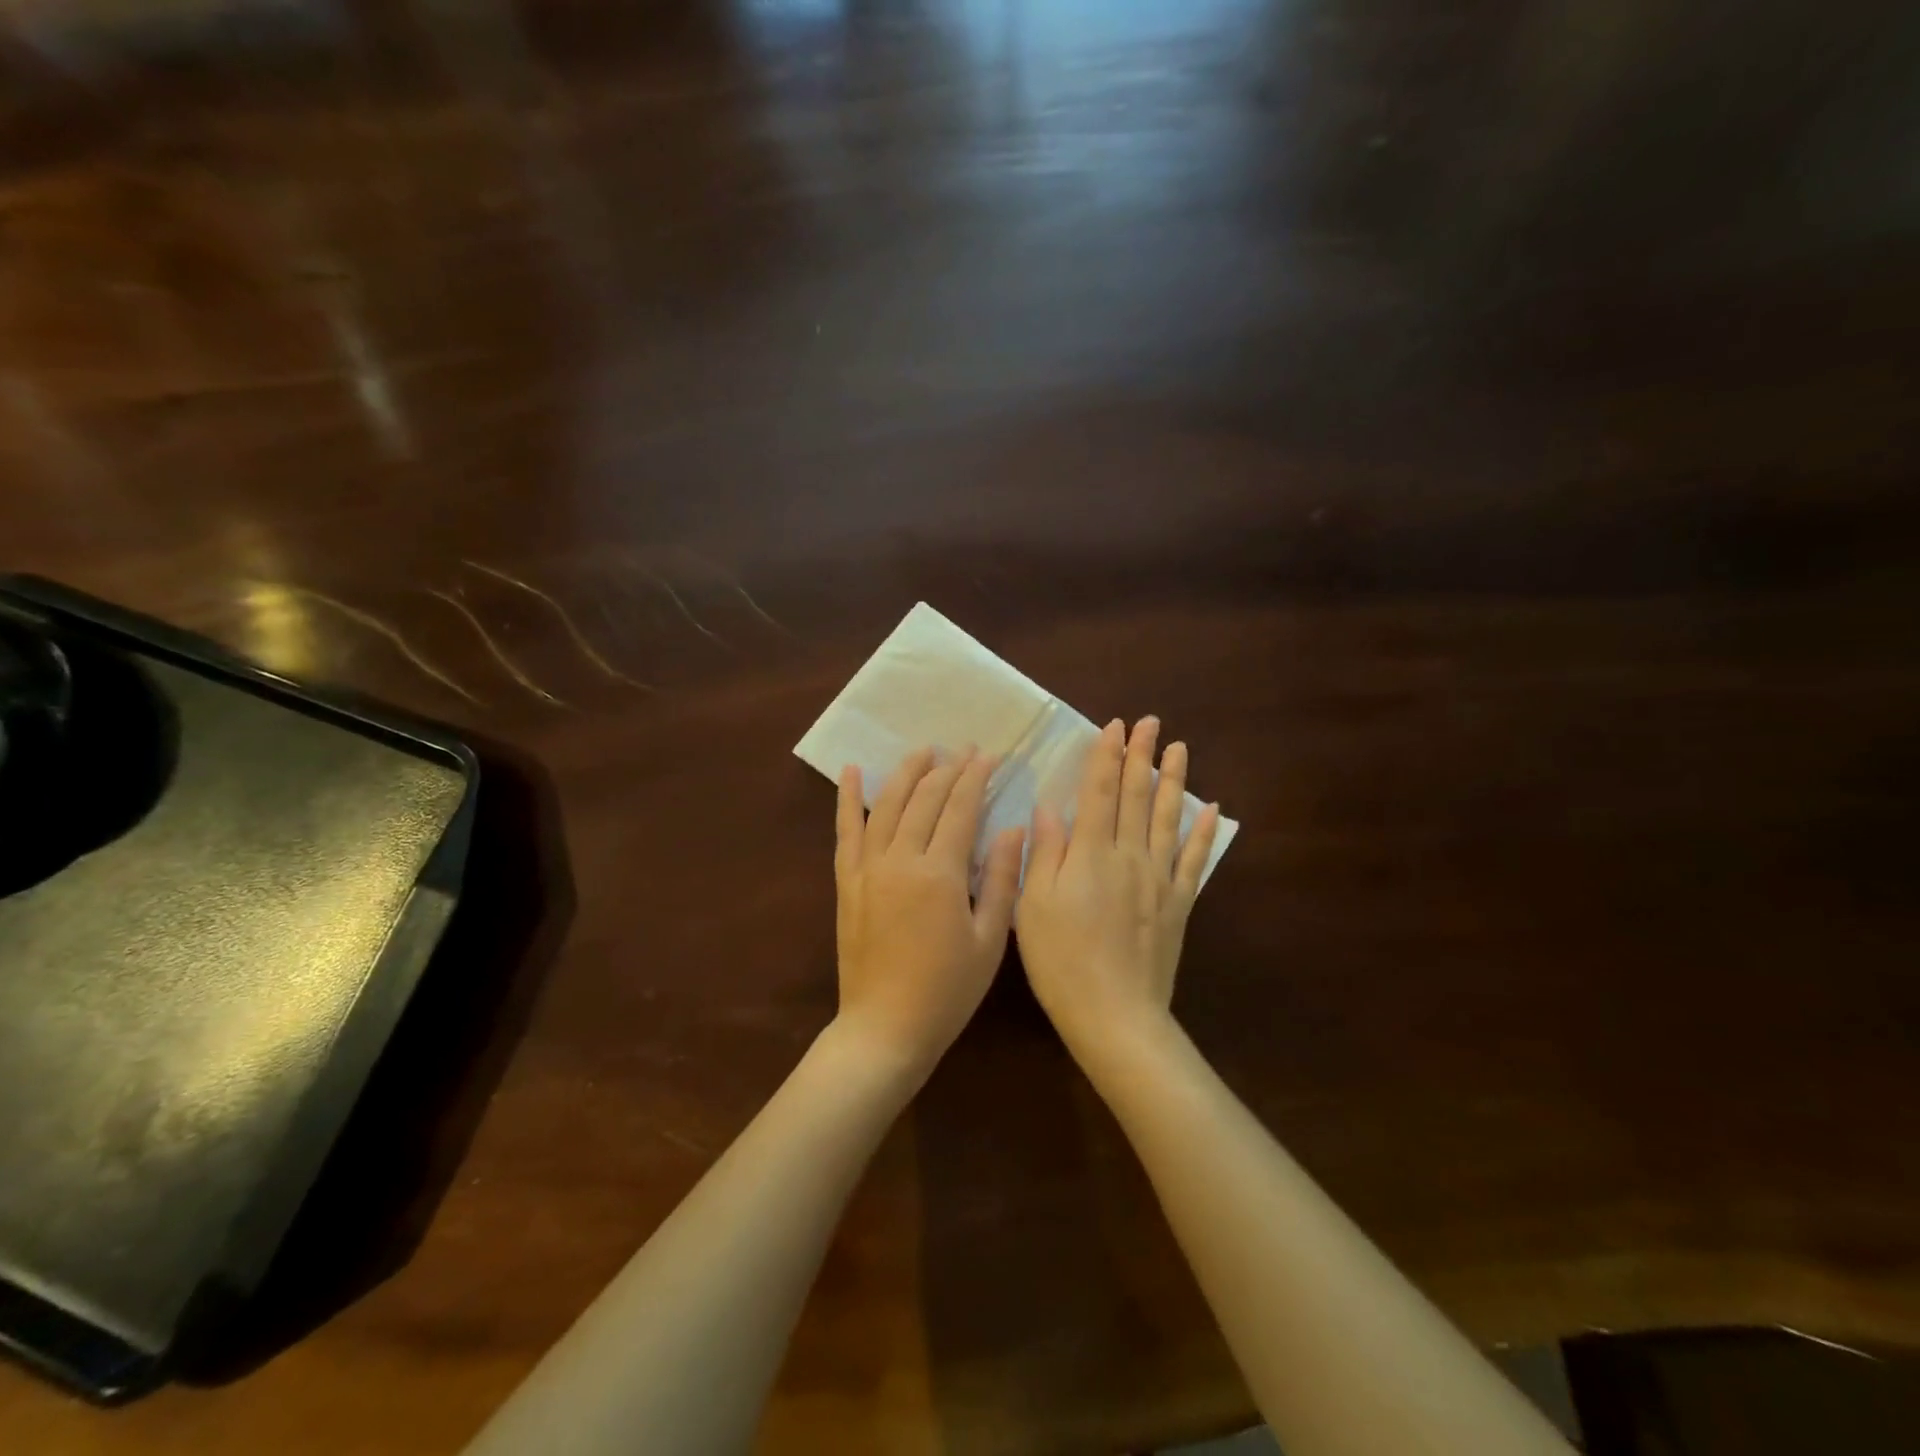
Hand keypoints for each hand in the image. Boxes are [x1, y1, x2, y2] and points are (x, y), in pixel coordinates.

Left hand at [834, 747, 1026, 1077]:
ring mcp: (868, 868)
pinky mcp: (847, 881)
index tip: (989, 755)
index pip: (960, 808)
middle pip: (924, 798)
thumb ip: (999, 879)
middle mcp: (900, 859)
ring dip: (906, 772)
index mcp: (939, 873)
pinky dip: (847, 798)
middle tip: (964, 749)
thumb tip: (1013, 828)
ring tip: (923, 750)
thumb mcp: (989, 939)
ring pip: (886, 804)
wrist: (885, 1027)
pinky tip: (850, 770)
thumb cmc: (947, 990)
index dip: (976, 778)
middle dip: (947, 768)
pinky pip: (845, 831)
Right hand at [1014, 717, 1220, 1057]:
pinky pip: (1194, 860)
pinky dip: (1203, 833)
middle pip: (1137, 796)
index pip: (1099, 792)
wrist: (1115, 1015)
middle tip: (1151, 722)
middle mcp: (1129, 856)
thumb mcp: (1034, 906)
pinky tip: (1211, 810)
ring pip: (1168, 818)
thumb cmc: (1062, 961)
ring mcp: (1159, 879)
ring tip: (1180, 749)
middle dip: (1142, 756)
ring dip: (1174, 781)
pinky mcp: (1178, 904)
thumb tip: (1050, 807)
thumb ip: (1046, 853)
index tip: (1115, 726)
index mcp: (1090, 854)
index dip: (1106, 756)